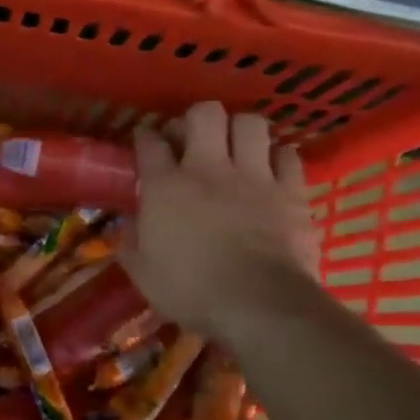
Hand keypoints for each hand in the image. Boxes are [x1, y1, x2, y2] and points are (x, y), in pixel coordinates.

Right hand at [121, 102, 320, 338]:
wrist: (258, 305)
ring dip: (240, 131)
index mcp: (166, 186)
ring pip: (251, 123)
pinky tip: (271, 170)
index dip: (146, 137)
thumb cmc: (190, 290)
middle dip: (196, 120)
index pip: (150, 143)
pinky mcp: (291, 191)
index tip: (146, 143)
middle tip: (193, 140)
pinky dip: (278, 158)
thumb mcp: (142, 272)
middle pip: (204, 114)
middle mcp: (208, 168)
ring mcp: (255, 176)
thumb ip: (131, 242)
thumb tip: (127, 226)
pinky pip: (288, 155)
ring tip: (235, 149)